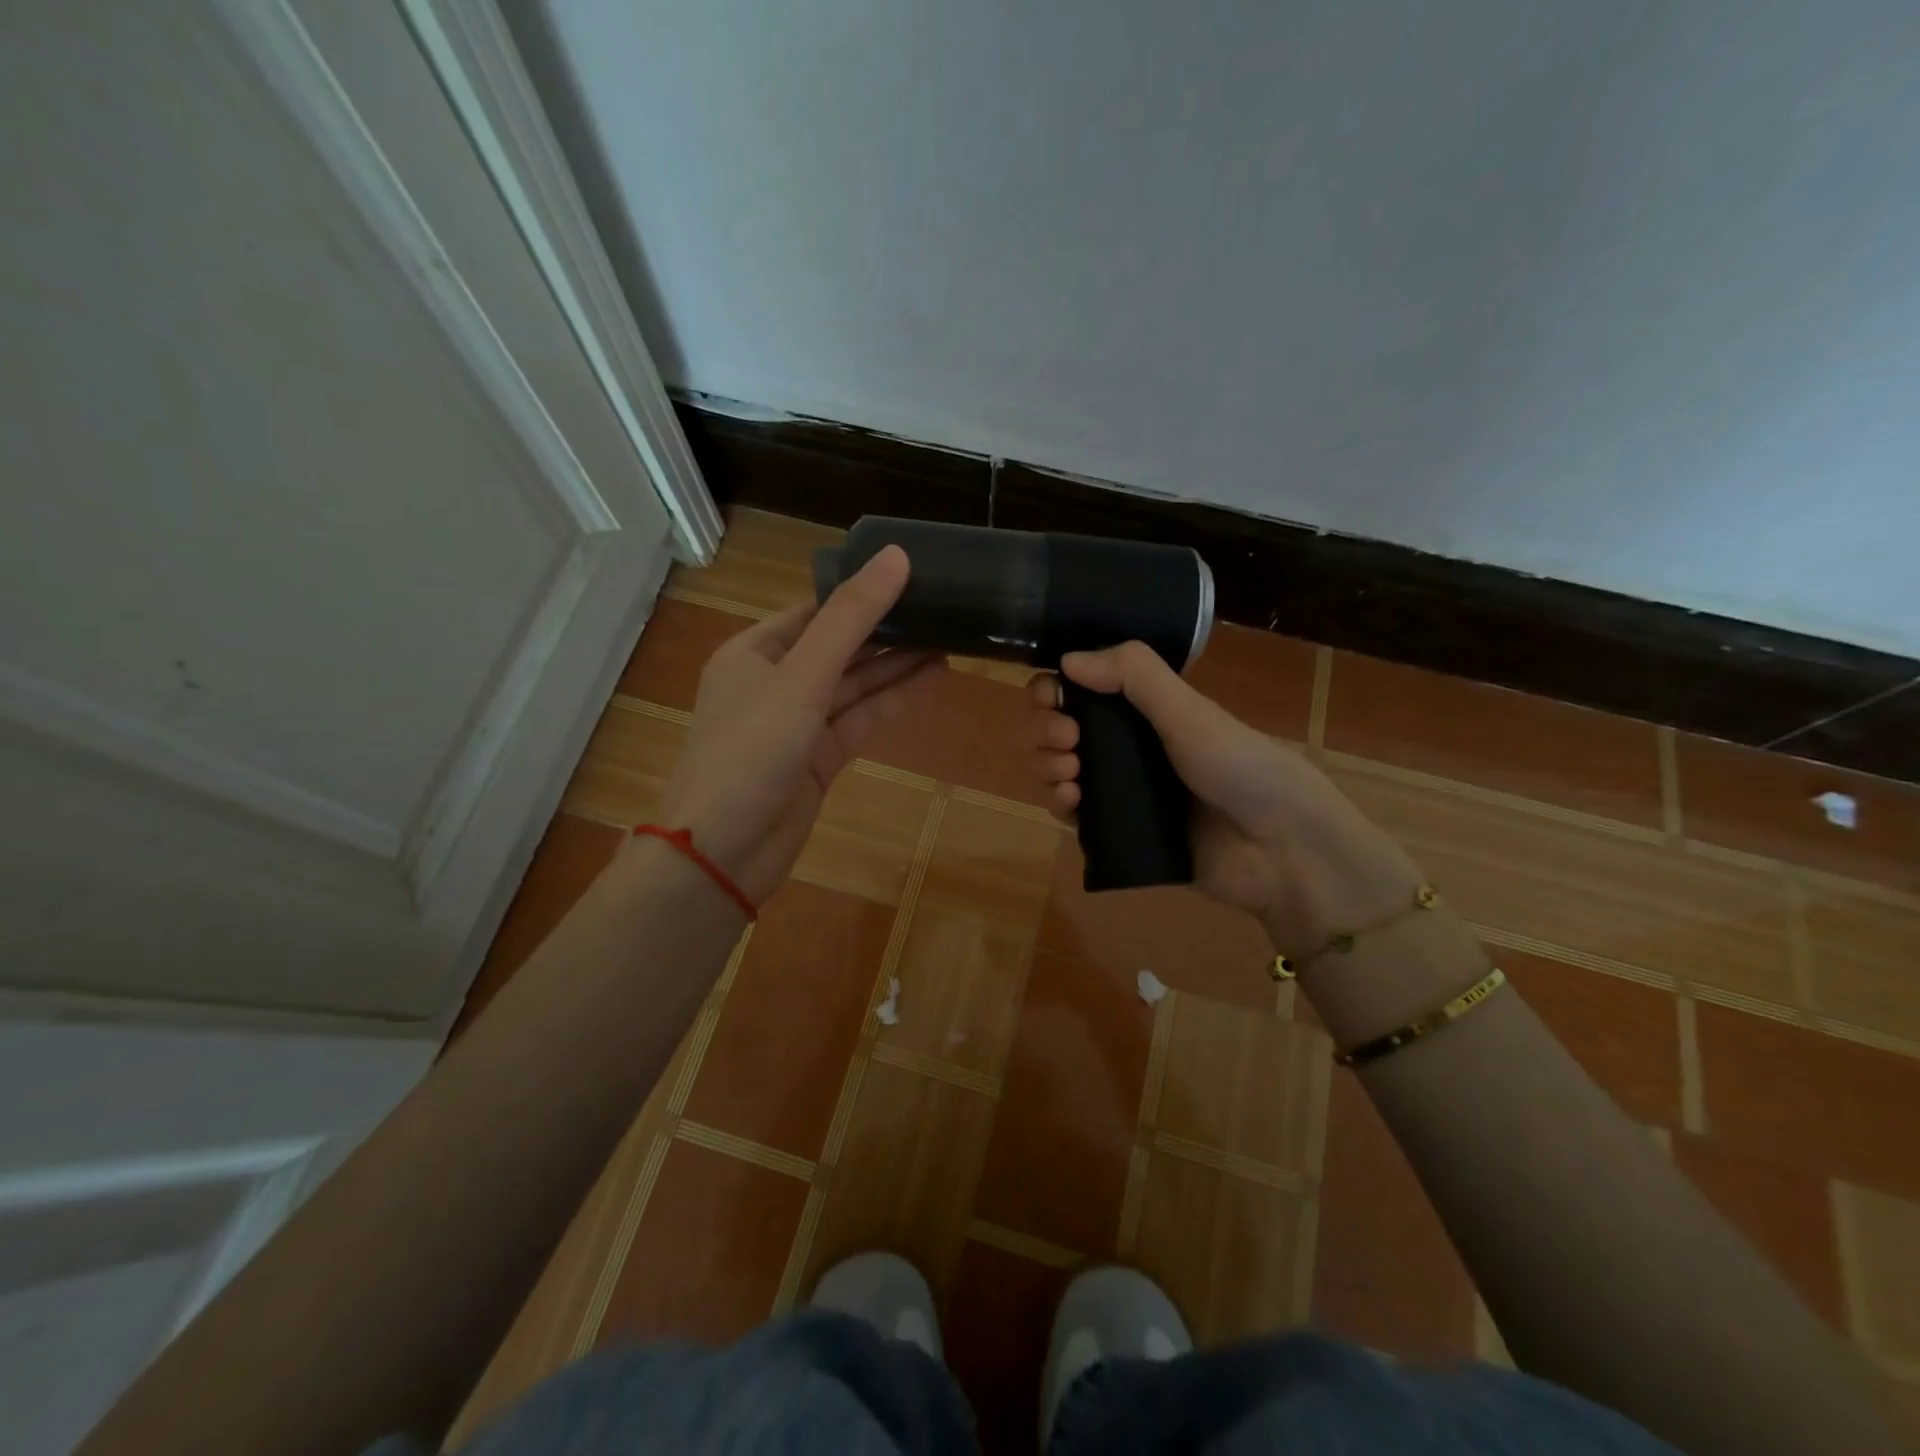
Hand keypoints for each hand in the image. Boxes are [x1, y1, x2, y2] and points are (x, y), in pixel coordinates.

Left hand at [656, 546, 943, 904]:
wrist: (723, 854)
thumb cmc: (750, 752)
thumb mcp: (801, 677)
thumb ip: (850, 619)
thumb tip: (896, 556)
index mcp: (755, 651)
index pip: (817, 610)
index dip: (863, 592)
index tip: (913, 574)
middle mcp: (775, 682)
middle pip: (840, 647)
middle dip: (887, 630)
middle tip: (942, 608)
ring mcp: (797, 724)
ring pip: (854, 685)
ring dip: (897, 666)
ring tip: (949, 640)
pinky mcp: (818, 759)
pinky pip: (860, 720)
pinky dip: (892, 702)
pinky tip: (930, 680)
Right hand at [1028, 641, 1423, 951]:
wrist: (1279, 849)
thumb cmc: (1238, 766)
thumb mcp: (1188, 711)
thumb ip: (1133, 675)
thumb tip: (1066, 659)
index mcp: (1147, 711)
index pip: (1085, 690)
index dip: (1057, 688)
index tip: (1051, 695)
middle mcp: (1130, 747)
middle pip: (1064, 729)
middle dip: (1050, 728)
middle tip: (1068, 738)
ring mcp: (1123, 792)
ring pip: (1063, 770)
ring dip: (1048, 764)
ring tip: (1068, 772)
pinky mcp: (1120, 833)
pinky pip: (1074, 816)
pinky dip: (1060, 803)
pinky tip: (1068, 800)